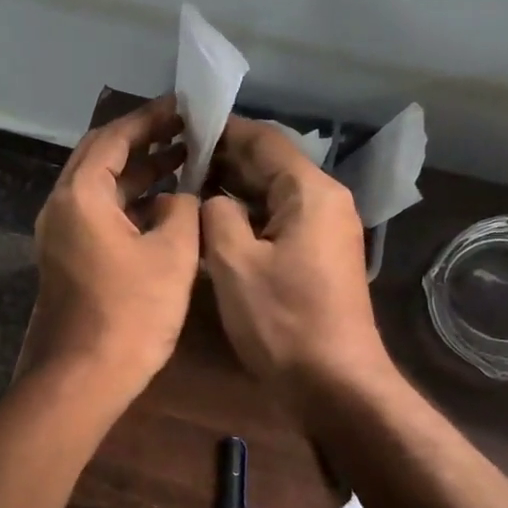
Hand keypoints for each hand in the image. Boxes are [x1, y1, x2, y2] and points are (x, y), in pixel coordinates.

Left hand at [20, 97, 200, 402]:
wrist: (83, 377)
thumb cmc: (131, 313)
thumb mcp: (172, 254)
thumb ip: (181, 211)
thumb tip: (177, 198)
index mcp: (80, 195)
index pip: (113, 138)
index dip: (150, 119)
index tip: (184, 107)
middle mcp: (61, 207)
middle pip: (101, 158)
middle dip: (144, 141)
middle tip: (186, 131)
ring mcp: (60, 235)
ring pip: (101, 188)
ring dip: (139, 173)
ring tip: (185, 161)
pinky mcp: (68, 258)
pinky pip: (99, 215)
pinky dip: (130, 203)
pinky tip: (165, 206)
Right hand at [201, 116, 390, 400]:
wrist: (334, 384)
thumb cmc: (282, 321)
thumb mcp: (234, 263)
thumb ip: (216, 215)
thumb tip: (212, 199)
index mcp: (309, 192)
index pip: (263, 140)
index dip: (222, 129)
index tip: (181, 124)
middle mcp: (324, 202)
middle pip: (269, 164)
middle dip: (223, 159)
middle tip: (173, 158)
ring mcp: (324, 231)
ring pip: (271, 194)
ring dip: (231, 189)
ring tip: (183, 186)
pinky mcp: (317, 257)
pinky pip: (277, 221)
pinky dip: (246, 216)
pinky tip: (211, 224)